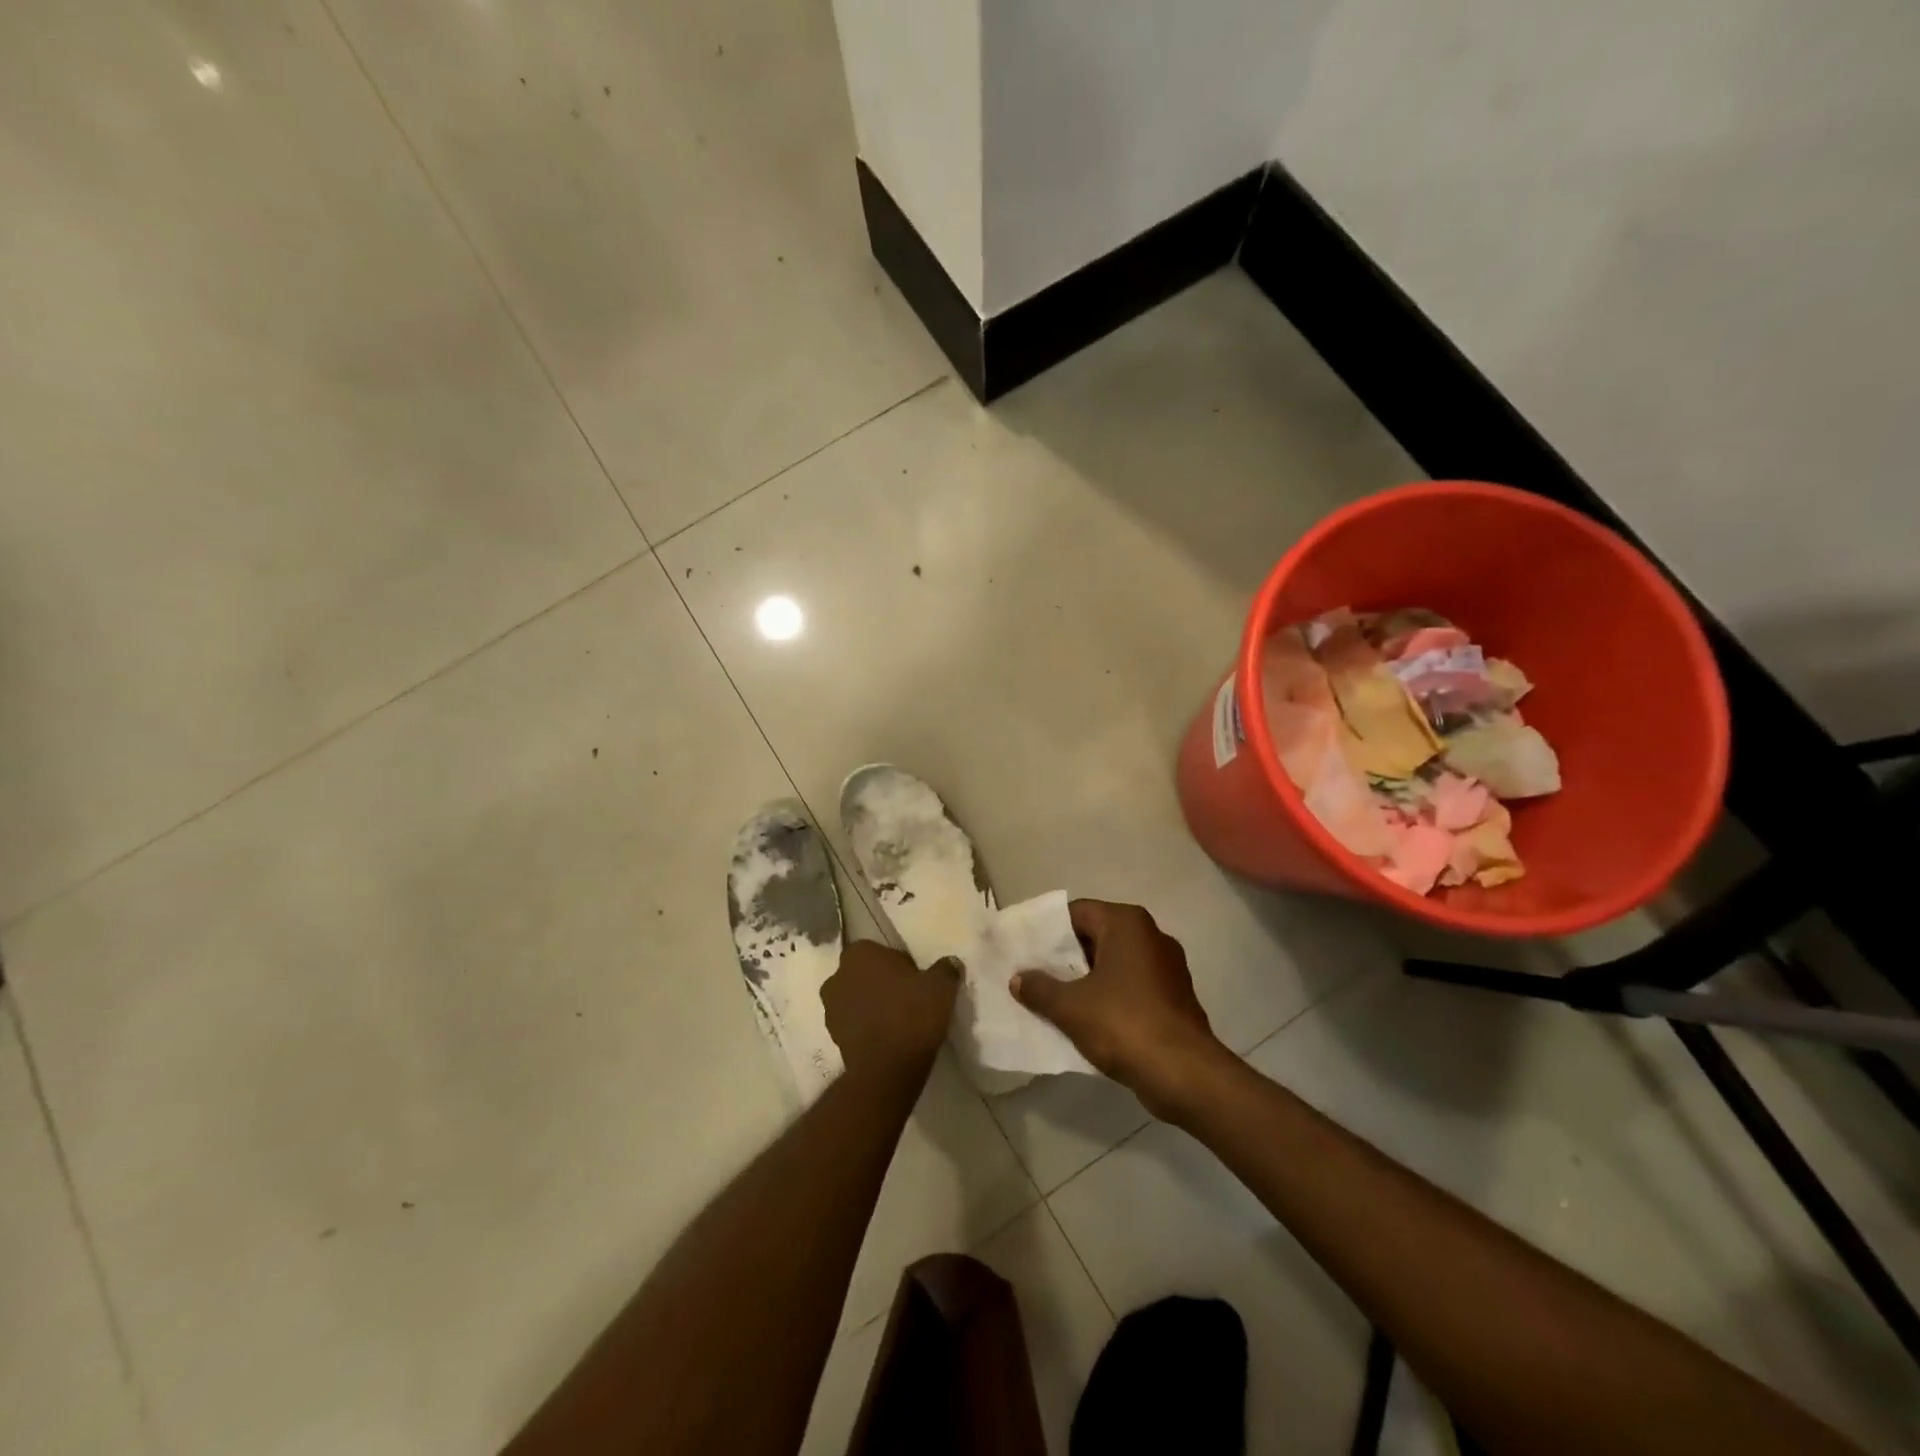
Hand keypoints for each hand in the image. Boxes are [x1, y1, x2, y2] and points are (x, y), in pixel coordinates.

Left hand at [823, 940, 960, 1086]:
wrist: (887, 1069)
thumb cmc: (912, 1015)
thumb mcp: (941, 986)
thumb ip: (945, 969)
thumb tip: (950, 962)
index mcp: (860, 953)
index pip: (882, 951)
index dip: (900, 965)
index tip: (916, 980)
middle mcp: (838, 974)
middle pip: (866, 974)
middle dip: (882, 983)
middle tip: (909, 998)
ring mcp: (830, 1007)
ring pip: (857, 998)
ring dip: (872, 1005)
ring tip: (898, 1021)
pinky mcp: (832, 1036)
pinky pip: (853, 1023)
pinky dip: (867, 1027)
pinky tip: (888, 1038)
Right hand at [1009, 900, 1226, 1116]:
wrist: (1184, 1074)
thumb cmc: (1124, 1024)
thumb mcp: (1070, 1007)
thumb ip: (1039, 988)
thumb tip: (1019, 979)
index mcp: (1127, 923)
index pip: (1077, 912)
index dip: (1049, 931)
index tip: (1026, 950)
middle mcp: (1151, 935)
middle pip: (1097, 936)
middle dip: (1066, 957)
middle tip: (1035, 975)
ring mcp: (1167, 966)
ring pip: (1115, 963)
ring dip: (1087, 979)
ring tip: (1055, 999)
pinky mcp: (1174, 995)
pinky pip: (1132, 986)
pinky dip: (1110, 996)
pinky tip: (1088, 1019)